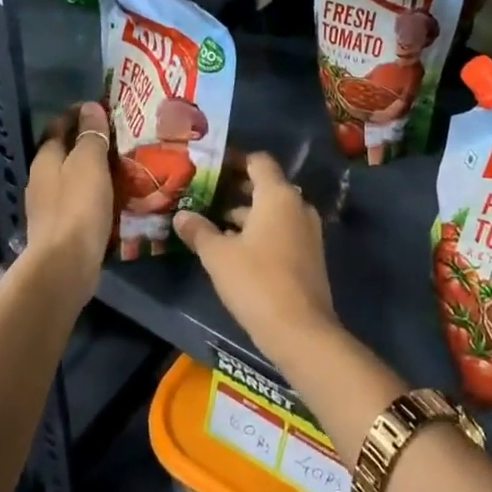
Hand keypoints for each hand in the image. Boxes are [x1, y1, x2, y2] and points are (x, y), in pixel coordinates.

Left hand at [24, 101, 113, 289]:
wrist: (65, 264)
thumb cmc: (77, 206)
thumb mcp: (89, 162)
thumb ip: (91, 134)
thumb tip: (90, 107)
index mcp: (45, 158)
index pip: (59, 125)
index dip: (79, 114)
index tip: (104, 108)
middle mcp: (42, 179)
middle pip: (65, 151)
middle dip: (88, 141)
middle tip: (120, 136)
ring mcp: (49, 205)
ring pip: (73, 176)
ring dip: (93, 168)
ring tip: (123, 164)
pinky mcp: (61, 227)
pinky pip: (79, 199)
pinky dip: (95, 191)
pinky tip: (114, 195)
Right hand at [173, 153, 336, 361]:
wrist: (301, 330)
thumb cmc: (257, 282)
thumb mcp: (218, 256)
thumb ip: (199, 231)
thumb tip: (180, 215)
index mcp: (278, 195)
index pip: (258, 161)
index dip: (234, 161)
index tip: (211, 168)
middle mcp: (298, 205)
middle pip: (267, 185)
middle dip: (237, 190)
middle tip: (206, 195)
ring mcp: (308, 230)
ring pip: (274, 211)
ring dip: (248, 214)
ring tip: (214, 224)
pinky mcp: (310, 254)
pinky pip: (283, 230)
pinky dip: (261, 231)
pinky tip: (237, 249)